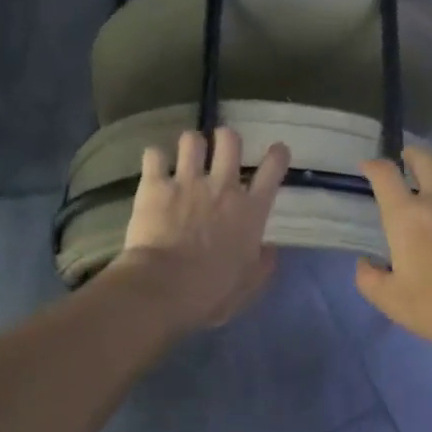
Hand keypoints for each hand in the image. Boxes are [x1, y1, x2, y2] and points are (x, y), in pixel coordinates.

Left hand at [117, 128, 289, 332]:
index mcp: (251, 210)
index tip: (277, 150)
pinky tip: (154, 166)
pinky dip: (154, 159)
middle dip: (226, 138)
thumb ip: (262, 264)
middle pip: (230, 140)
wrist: (165, 287)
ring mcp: (188, 182)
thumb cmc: (212, 292)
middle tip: (220, 148)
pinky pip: (153, 155)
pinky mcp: (155, 185)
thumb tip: (269, 250)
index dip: (277, 155)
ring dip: (190, 145)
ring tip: (185, 155)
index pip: (273, 170)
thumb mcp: (248, 284)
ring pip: (191, 140)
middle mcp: (223, 187)